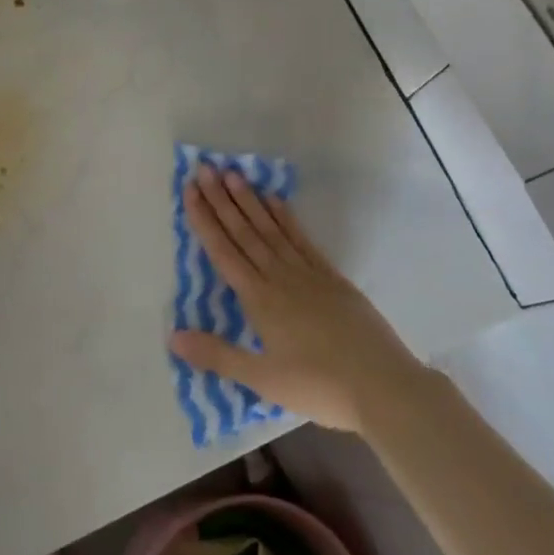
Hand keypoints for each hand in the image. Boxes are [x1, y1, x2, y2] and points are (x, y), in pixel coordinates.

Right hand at [168, 165, 425, 433]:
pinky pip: (301, 238)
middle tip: (205, 168)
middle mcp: (279, 276)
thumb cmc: (318, 386)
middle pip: (245, 232)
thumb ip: (218, 355)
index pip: (224, 251)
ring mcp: (308, 272)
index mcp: (259, 299)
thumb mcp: (263, 378)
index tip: (191, 190)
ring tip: (234, 174)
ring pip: (271, 229)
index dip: (204, 220)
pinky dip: (286, 217)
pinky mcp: (331, 275)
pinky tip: (275, 200)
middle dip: (222, 200)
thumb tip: (172, 336)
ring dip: (250, 201)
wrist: (381, 384)